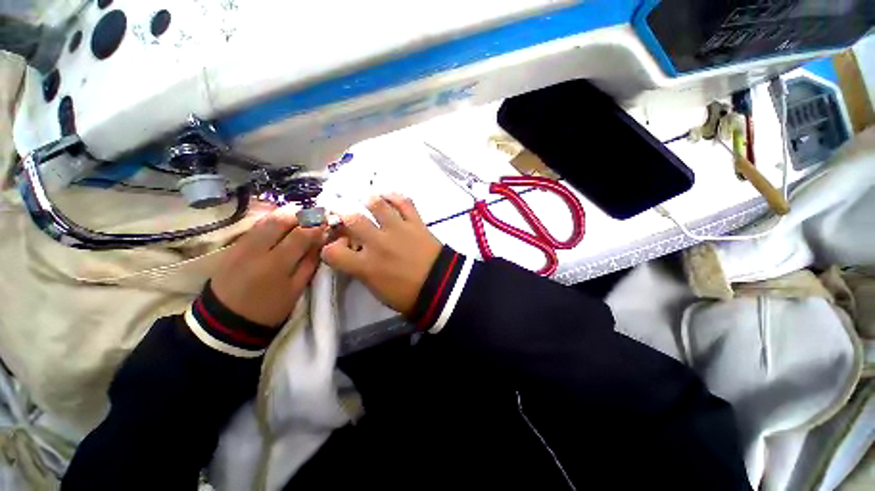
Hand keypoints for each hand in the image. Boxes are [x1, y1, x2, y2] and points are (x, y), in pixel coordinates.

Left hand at [210, 206, 324, 326]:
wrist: (225, 321)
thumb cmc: (268, 309)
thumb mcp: (296, 289)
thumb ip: (309, 263)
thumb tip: (320, 242)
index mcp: (276, 264)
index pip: (300, 234)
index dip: (315, 226)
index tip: (326, 222)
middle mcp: (256, 249)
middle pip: (280, 219)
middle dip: (299, 214)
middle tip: (313, 216)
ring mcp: (241, 245)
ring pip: (265, 219)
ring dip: (285, 215)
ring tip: (299, 219)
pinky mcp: (232, 246)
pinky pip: (255, 226)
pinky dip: (271, 222)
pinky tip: (280, 226)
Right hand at [322, 194, 441, 314]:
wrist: (441, 286)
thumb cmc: (408, 296)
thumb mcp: (377, 290)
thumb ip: (362, 271)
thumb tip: (355, 256)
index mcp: (366, 266)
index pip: (332, 252)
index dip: (329, 248)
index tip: (336, 247)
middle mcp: (378, 243)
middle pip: (351, 218)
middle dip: (342, 215)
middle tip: (344, 215)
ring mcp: (398, 229)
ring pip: (376, 204)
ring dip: (368, 200)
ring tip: (367, 201)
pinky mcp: (416, 223)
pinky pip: (404, 202)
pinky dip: (395, 196)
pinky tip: (389, 197)